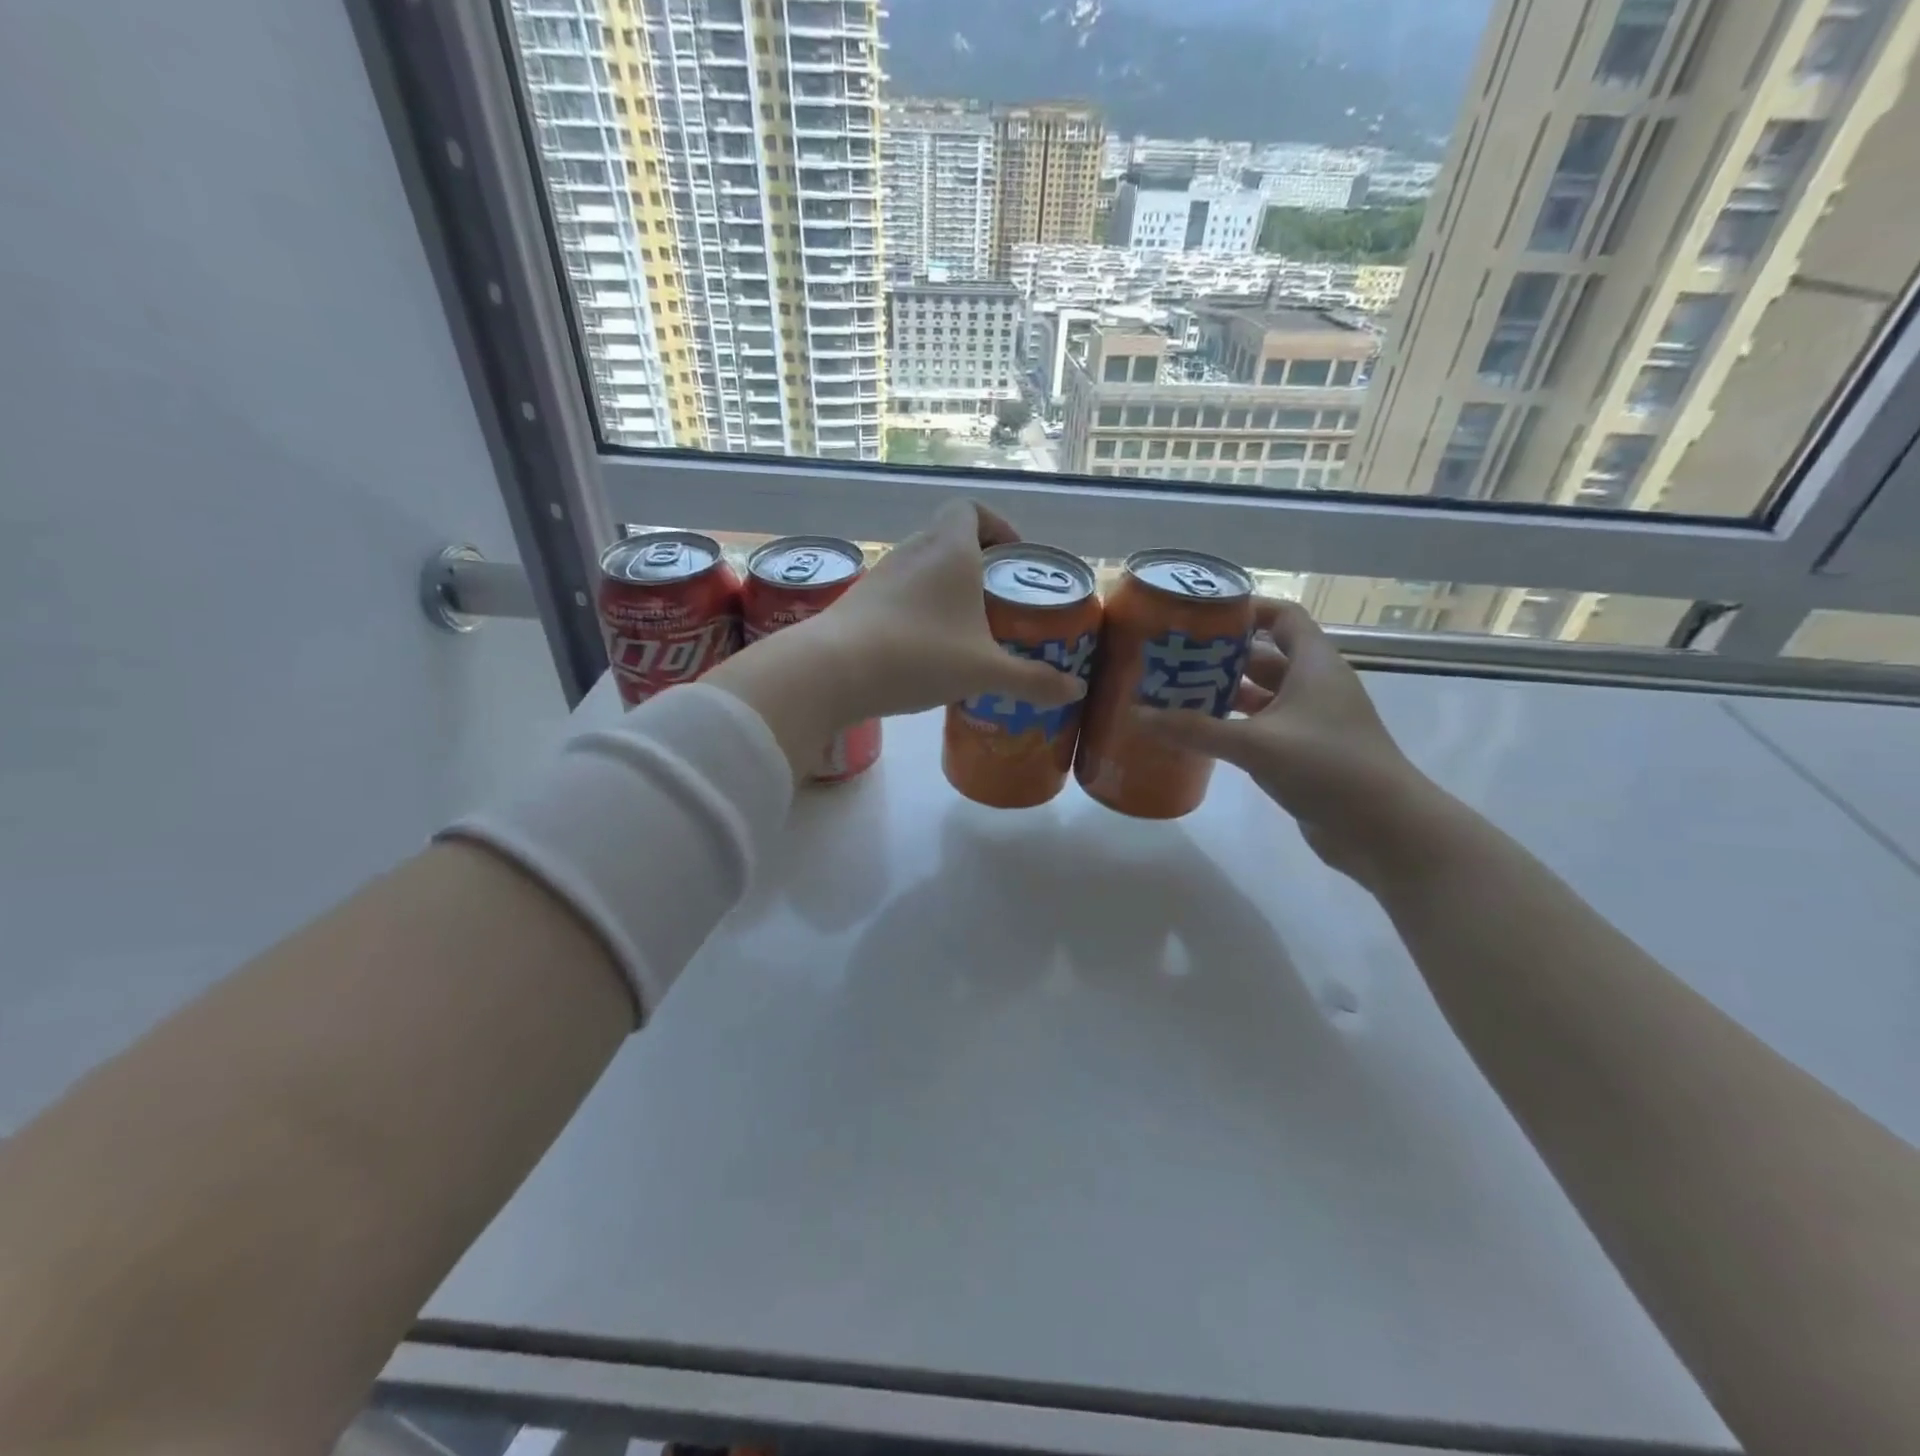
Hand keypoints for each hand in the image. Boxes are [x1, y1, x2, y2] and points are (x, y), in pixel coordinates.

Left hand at [702, 502, 1084, 778]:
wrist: (831, 671)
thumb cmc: (918, 655)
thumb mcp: (984, 672)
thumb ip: (1032, 680)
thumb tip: (1076, 691)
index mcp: (950, 550)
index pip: (971, 509)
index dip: (995, 524)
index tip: (1011, 556)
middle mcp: (914, 551)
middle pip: (948, 538)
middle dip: (976, 563)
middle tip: (997, 600)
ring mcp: (881, 575)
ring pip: (922, 567)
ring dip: (945, 587)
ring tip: (966, 628)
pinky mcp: (859, 602)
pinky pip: (899, 593)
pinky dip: (918, 608)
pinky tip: (927, 648)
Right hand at [1136, 598, 1445, 887]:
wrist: (1385, 829)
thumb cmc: (1328, 767)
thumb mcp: (1256, 744)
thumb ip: (1196, 728)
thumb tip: (1136, 713)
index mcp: (1314, 664)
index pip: (1282, 617)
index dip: (1247, 610)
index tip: (1201, 615)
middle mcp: (1315, 684)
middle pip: (1264, 655)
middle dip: (1221, 656)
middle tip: (1173, 658)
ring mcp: (1311, 720)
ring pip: (1262, 694)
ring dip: (1224, 692)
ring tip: (1175, 693)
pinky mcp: (1305, 752)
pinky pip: (1263, 726)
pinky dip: (1234, 724)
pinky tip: (1200, 733)